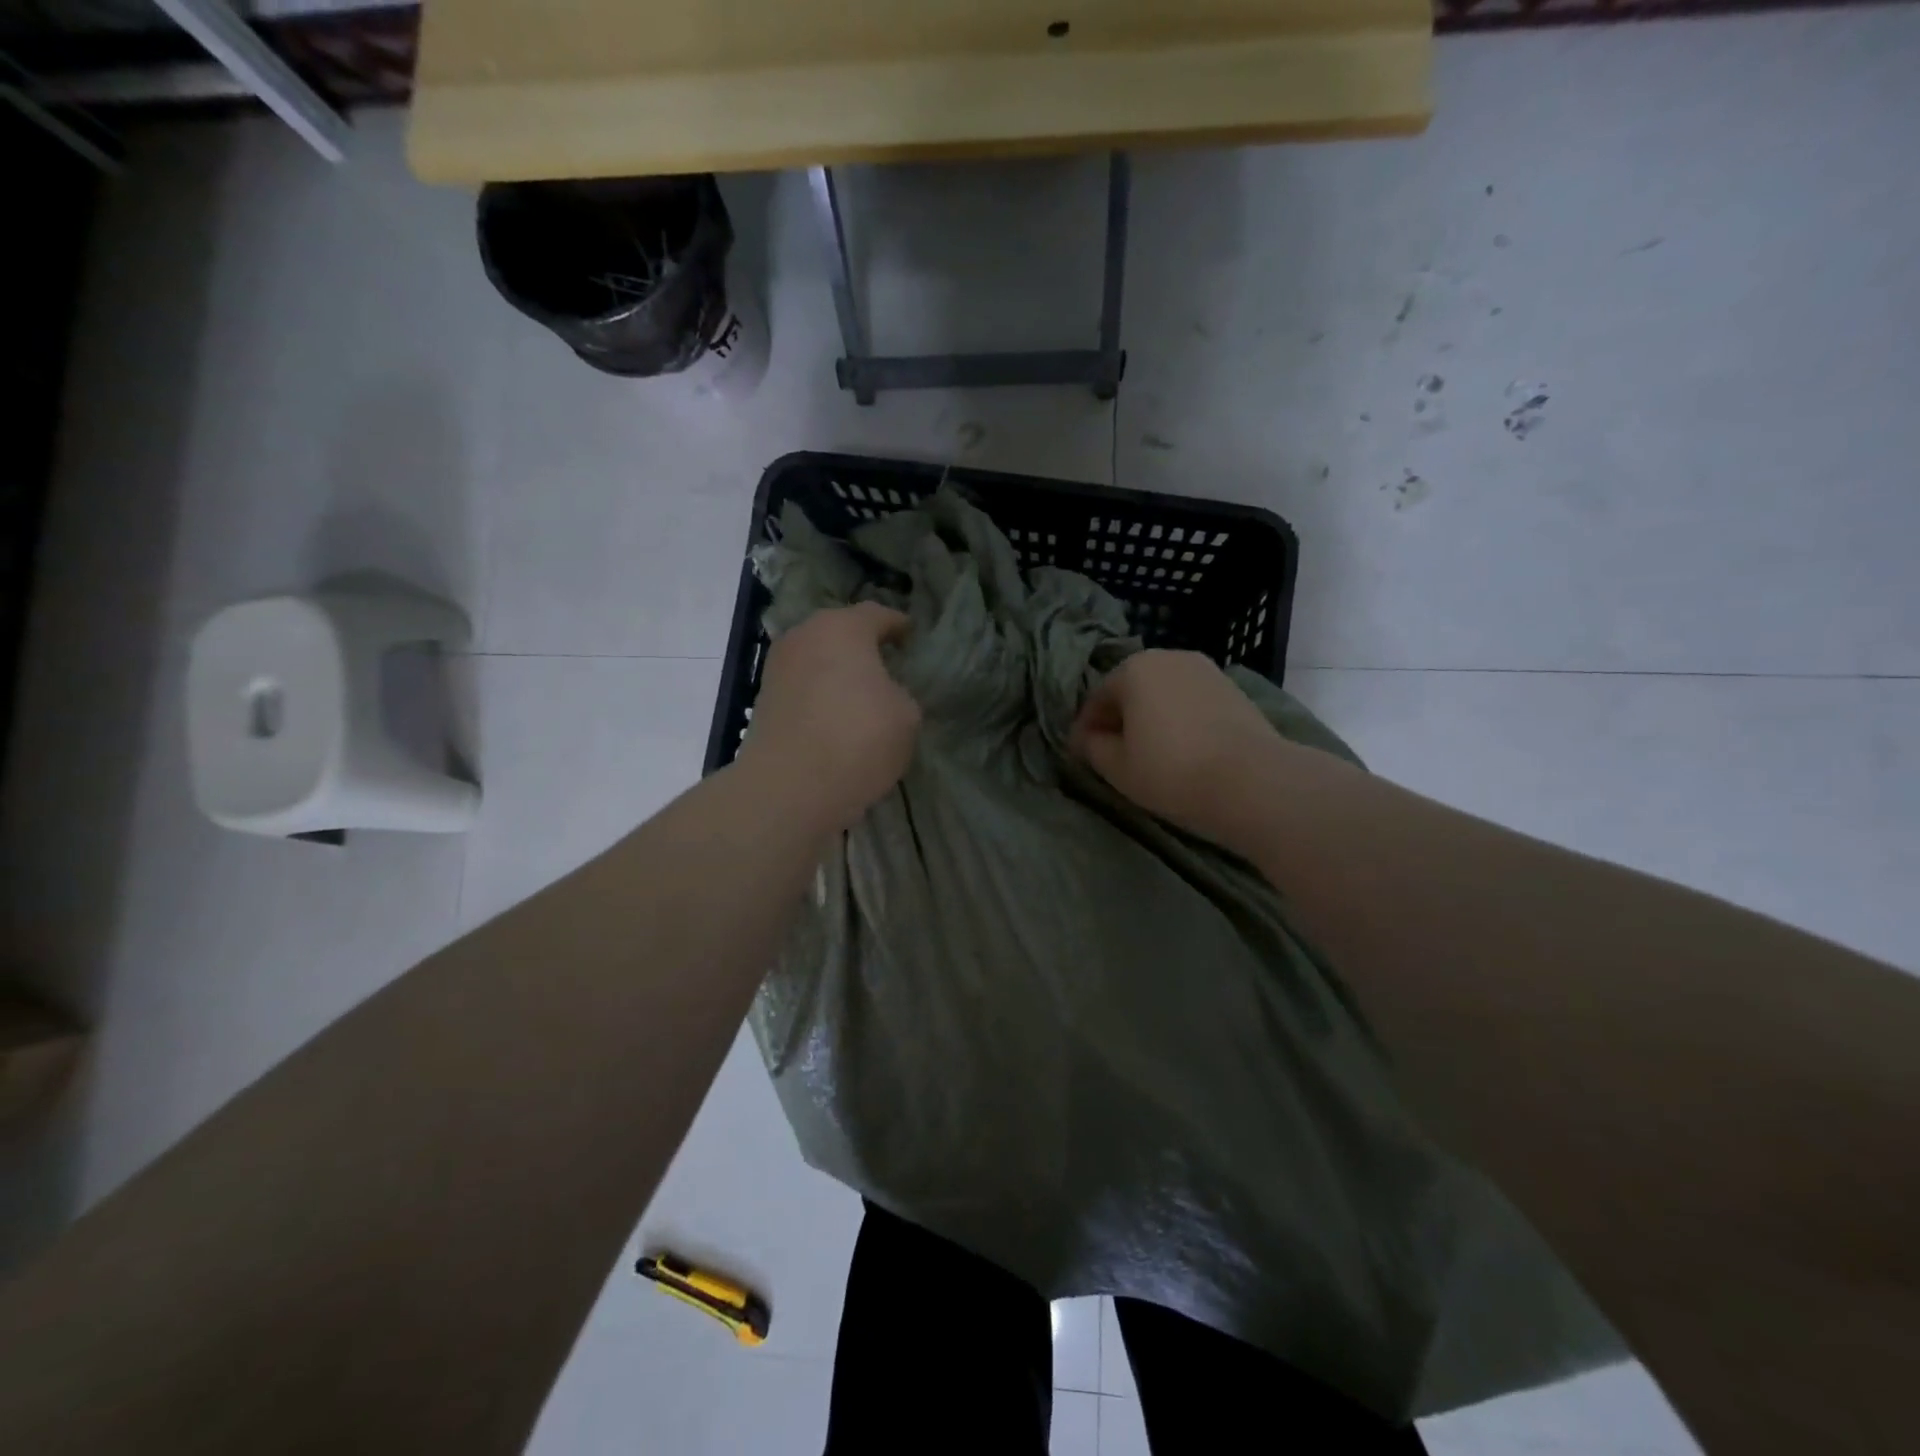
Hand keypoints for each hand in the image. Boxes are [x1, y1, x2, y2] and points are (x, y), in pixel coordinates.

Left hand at [736, 603, 921, 832]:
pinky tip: (835, 718)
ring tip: (860, 695)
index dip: (898, 626)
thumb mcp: (907, 715)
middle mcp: (804, 636)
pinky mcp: (763, 700)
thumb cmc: (859, 738)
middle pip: (839, 632)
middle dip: (862, 646)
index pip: (877, 614)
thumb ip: (899, 693)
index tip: (911, 639)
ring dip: (836, 671)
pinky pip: (802, 687)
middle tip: (886, 666)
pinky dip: (819, 695)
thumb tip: (883, 694)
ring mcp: (778, 668)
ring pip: (816, 659)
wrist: (790, 787)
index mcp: (843, 627)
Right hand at [1070, 650, 1278, 841]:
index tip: (1081, 757)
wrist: (1253, 781)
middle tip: (1114, 755)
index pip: (1096, 699)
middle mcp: (1169, 657)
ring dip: (1150, 718)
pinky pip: (1190, 702)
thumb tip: (1088, 738)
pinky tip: (1182, 749)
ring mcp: (1205, 670)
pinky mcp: (1233, 689)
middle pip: (1131, 690)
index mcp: (1133, 668)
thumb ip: (1092, 747)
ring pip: (1163, 694)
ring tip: (1150, 754)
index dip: (1085, 730)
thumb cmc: (1171, 770)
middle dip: (1118, 719)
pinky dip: (1178, 720)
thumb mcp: (1117, 767)